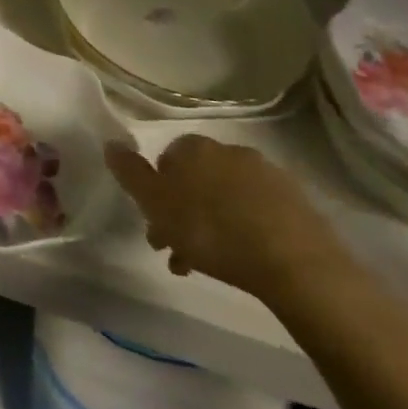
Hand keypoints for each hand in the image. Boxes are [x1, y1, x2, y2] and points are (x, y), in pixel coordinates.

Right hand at [106, 135, 349, 306]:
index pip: (165, 159)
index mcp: (195, 148)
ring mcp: (267, 176)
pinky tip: (241, 259)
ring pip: (225, 199)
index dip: (156, 192)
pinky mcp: (297, 203)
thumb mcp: (156, 203)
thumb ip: (130, 172)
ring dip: (211, 226)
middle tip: (175, 250)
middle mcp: (230, 151)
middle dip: (182, 213)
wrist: (295, 263)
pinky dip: (243, 231)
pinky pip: (257, 213)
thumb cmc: (212, 230)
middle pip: (196, 181)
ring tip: (205, 265)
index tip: (154, 223)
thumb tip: (110, 142)